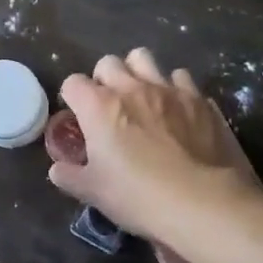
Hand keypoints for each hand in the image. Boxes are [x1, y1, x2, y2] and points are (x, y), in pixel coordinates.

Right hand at [49, 49, 259, 239]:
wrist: (205, 204)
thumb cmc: (139, 196)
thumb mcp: (94, 193)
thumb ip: (70, 176)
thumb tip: (57, 169)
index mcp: (99, 106)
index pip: (73, 83)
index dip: (73, 98)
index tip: (80, 117)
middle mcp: (131, 87)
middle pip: (108, 62)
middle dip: (104, 78)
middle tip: (110, 106)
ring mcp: (168, 89)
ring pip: (144, 58)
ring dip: (138, 72)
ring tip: (143, 96)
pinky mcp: (199, 99)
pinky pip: (181, 79)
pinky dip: (175, 89)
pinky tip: (178, 110)